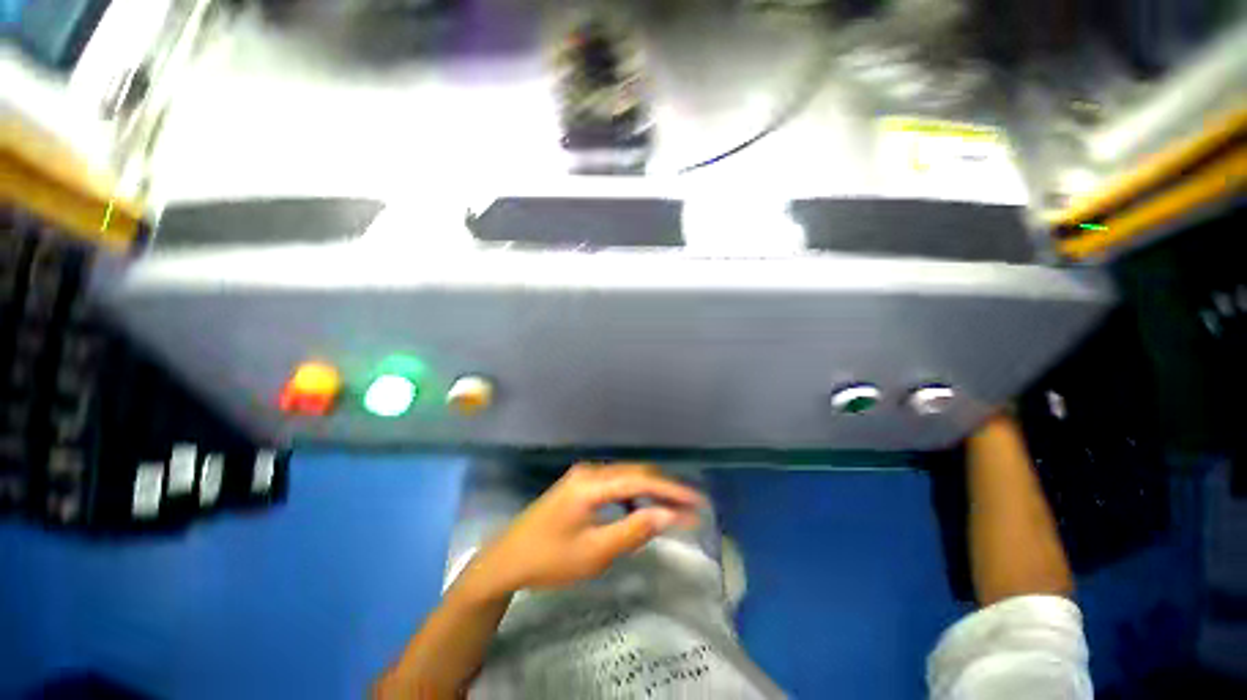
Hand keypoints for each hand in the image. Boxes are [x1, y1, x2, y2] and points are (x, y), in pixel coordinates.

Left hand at [468, 463, 703, 597]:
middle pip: (636, 473)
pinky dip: (634, 494)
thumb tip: (669, 515)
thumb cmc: (549, 560)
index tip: (697, 501)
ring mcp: (584, 475)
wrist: (505, 559)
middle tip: (692, 506)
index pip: (641, 480)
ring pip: (627, 476)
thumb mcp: (594, 552)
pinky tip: (642, 508)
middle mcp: (590, 471)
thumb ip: (634, 530)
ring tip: (674, 507)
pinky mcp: (581, 484)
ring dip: (651, 490)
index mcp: (592, 483)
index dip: (672, 490)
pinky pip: (615, 483)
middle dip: (666, 488)